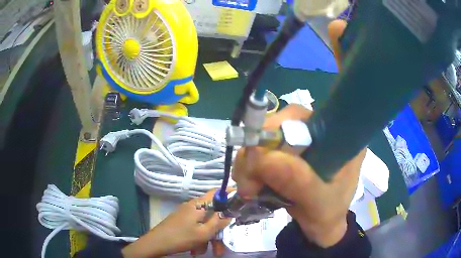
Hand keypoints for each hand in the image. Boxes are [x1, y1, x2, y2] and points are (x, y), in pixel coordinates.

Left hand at [122, 190, 230, 257]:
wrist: (156, 244)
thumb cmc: (181, 237)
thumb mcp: (203, 233)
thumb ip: (218, 222)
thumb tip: (229, 213)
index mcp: (198, 205)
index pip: (216, 192)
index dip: (229, 194)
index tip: (240, 203)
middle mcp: (193, 207)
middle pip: (212, 214)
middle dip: (218, 230)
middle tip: (222, 246)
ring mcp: (186, 214)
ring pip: (204, 224)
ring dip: (208, 238)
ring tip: (207, 252)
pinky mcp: (182, 222)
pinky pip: (196, 228)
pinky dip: (199, 238)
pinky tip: (196, 249)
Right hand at [232, 20, 365, 247]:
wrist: (318, 227)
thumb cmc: (328, 213)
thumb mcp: (319, 203)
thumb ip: (299, 183)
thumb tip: (264, 157)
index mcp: (344, 133)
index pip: (346, 89)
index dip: (343, 56)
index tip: (337, 29)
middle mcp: (322, 128)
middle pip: (287, 115)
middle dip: (264, 141)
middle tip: (253, 178)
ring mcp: (299, 138)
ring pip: (266, 133)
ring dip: (251, 158)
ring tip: (250, 187)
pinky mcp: (283, 150)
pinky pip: (259, 148)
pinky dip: (249, 164)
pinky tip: (250, 182)